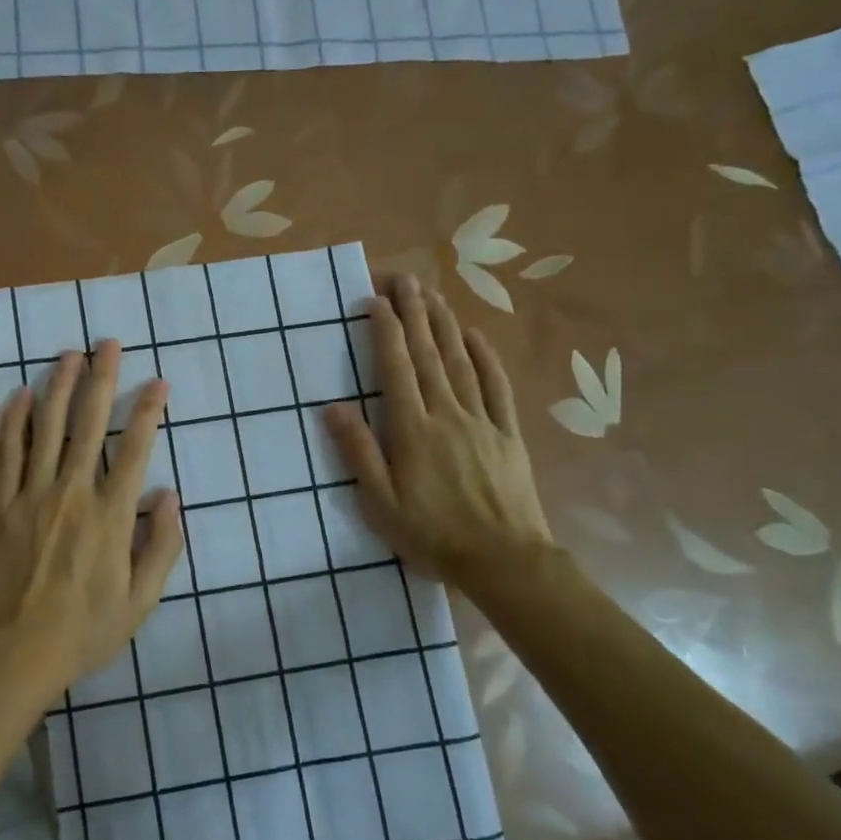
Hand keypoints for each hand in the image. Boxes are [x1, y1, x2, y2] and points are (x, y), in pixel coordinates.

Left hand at [0, 342, 183, 700]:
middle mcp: (72, 494)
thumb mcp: (141, 600)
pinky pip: (6, 453)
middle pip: (88, 425)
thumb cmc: (86, 630)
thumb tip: (171, 496)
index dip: (148, 411)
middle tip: (107, 344)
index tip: (158, 382)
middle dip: (101, 380)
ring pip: (46, 429)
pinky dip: (13, 420)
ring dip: (58, 387)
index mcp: (110, 516)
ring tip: (68, 353)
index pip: (134, 450)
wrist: (16, 651)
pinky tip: (19, 393)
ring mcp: (31, 496)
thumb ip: (161, 546)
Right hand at [326, 274, 552, 590]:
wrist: (504, 560)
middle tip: (404, 279)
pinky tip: (476, 336)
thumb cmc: (433, 535)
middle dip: (414, 313)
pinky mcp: (507, 433)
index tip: (375, 300)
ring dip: (445, 324)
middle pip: (429, 355)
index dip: (385, 331)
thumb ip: (358, 453)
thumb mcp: (381, 504)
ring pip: (461, 362)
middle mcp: (447, 414)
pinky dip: (486, 357)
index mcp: (413, 431)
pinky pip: (497, 386)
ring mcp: (482, 421)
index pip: (396, 369)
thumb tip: (332, 408)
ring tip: (433, 295)